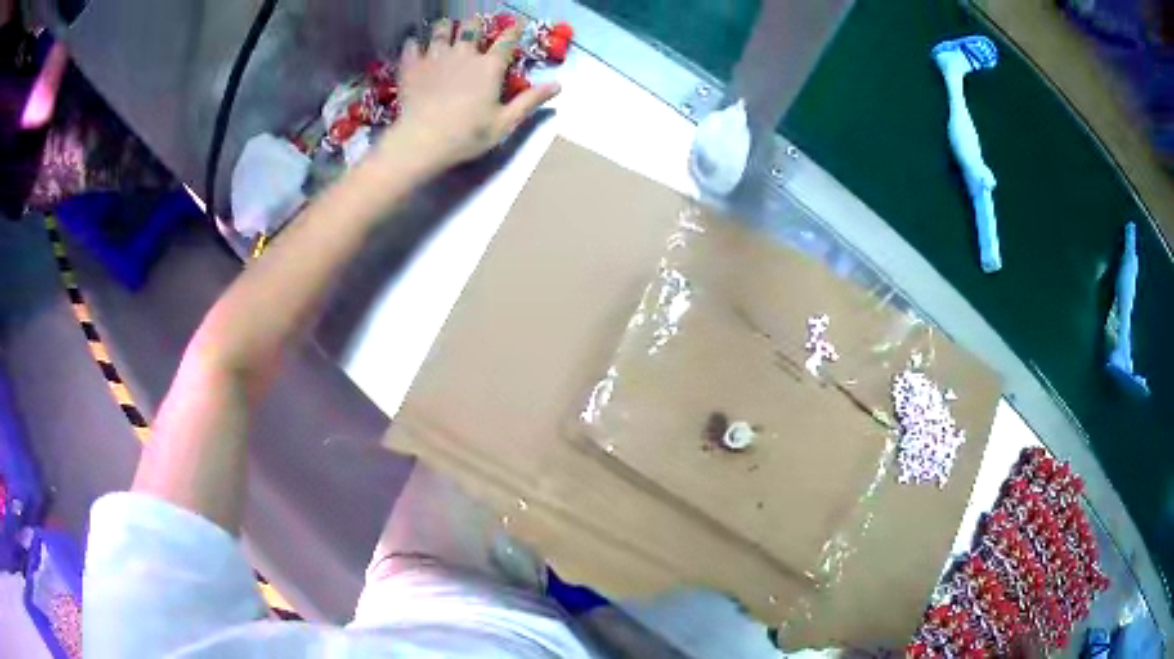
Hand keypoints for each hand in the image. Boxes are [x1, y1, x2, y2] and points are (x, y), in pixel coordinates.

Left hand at [388, 17, 560, 169]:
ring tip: (445, 26)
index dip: (514, 29)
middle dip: (475, 23)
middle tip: (474, 23)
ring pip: (440, 31)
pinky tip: (414, 43)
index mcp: (490, 66)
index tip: (518, 23)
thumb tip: (558, 85)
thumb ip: (530, 101)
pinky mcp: (412, 67)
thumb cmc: (467, 135)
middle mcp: (464, 54)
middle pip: (470, 28)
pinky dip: (414, 43)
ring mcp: (435, 58)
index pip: (507, 40)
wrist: (422, 141)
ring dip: (444, 27)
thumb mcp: (505, 122)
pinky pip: (411, 46)